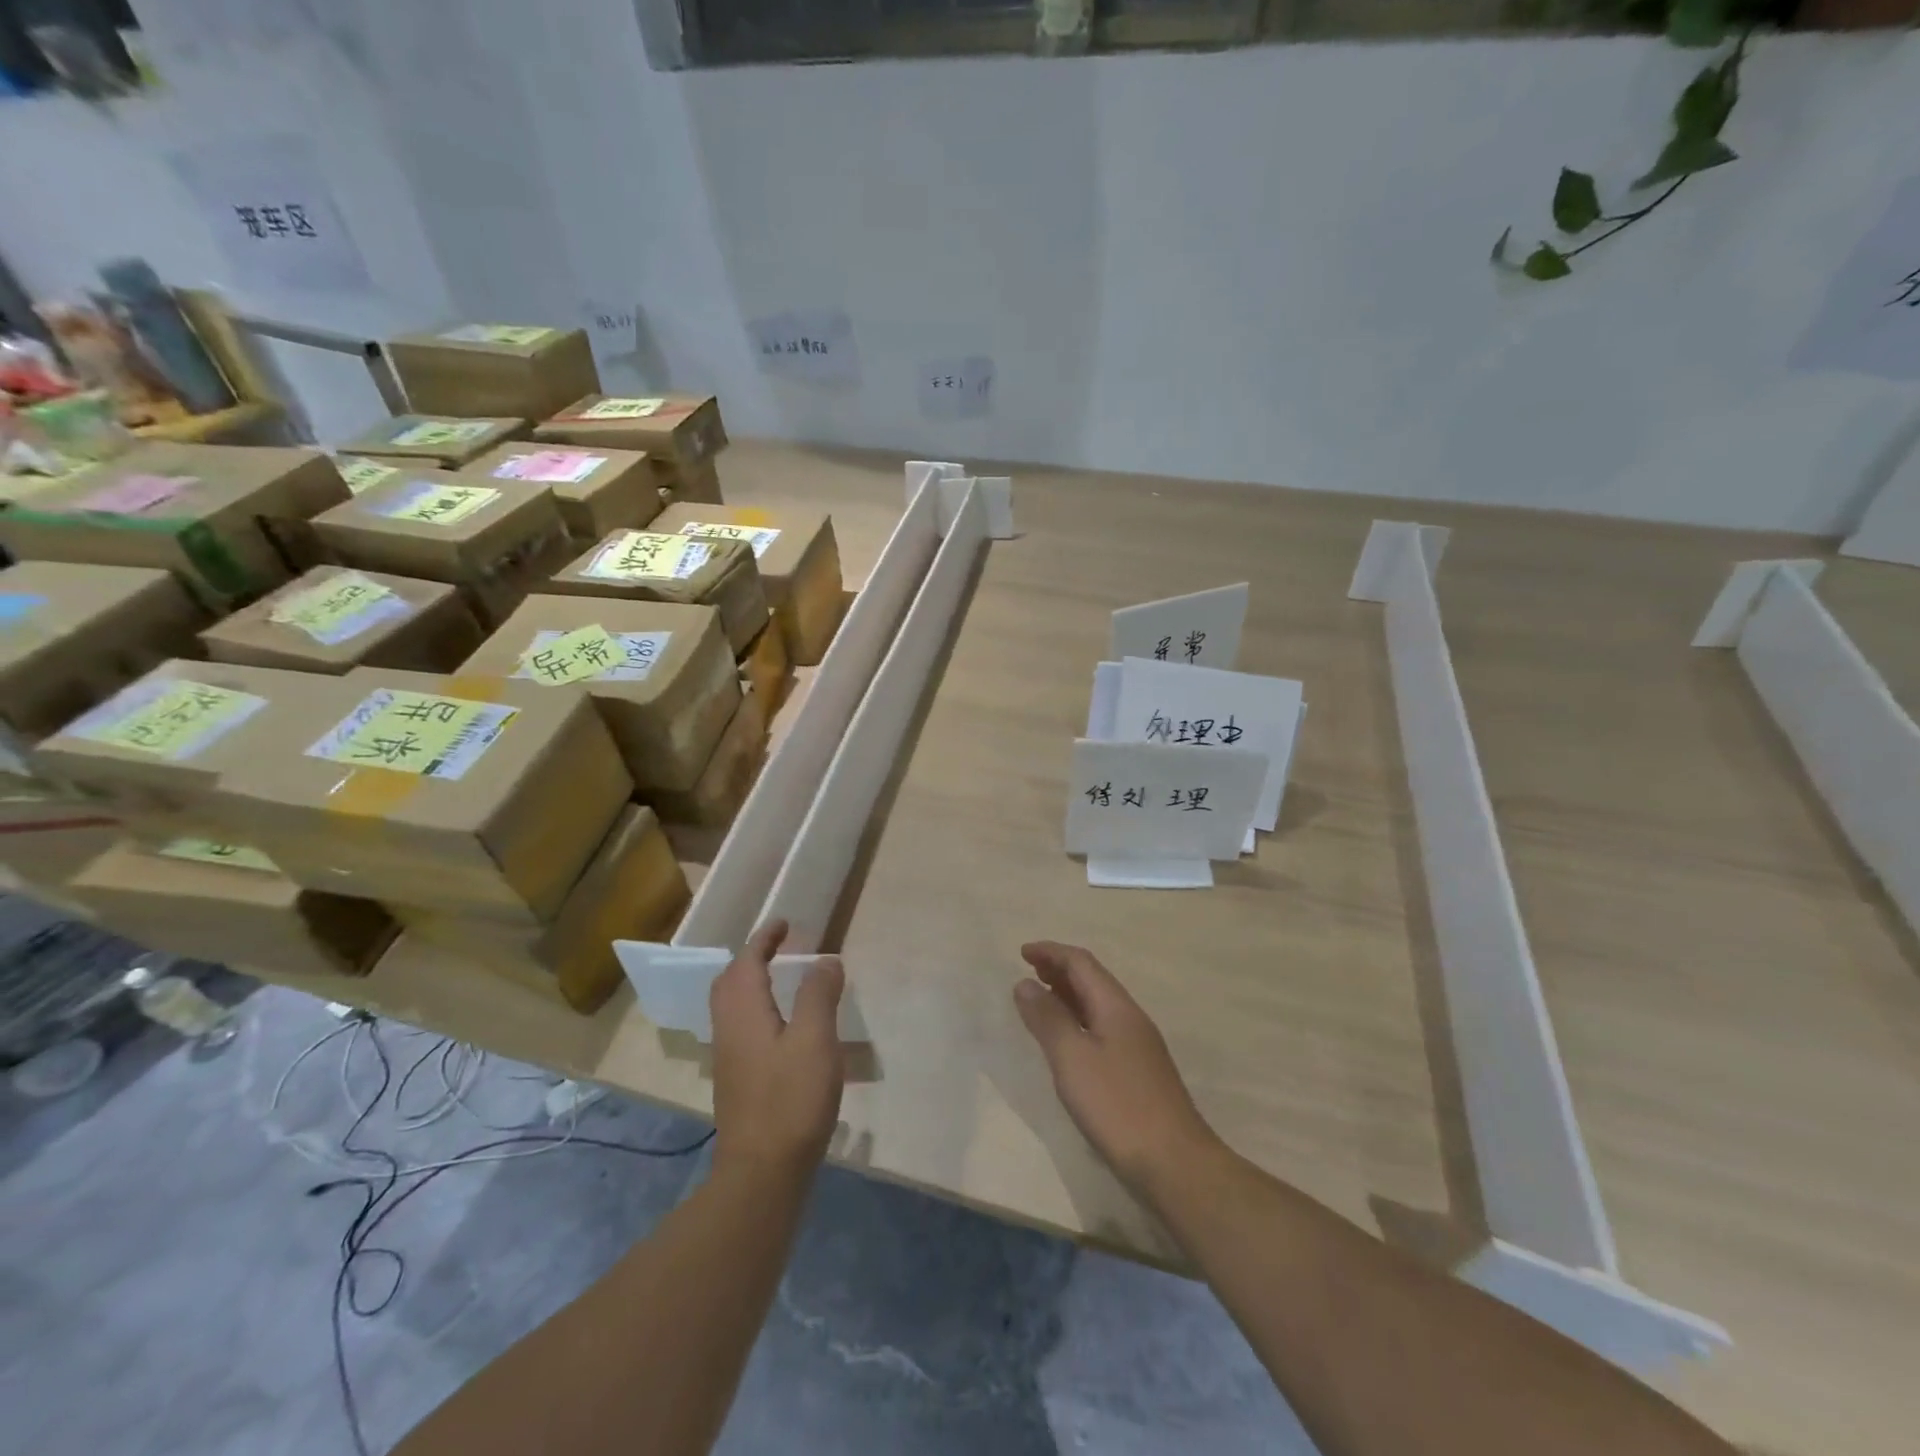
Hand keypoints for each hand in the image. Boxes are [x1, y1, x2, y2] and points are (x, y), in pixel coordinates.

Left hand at [710, 920, 846, 1182]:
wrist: (762, 1172)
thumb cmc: (791, 1100)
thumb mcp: (815, 1040)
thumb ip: (818, 995)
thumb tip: (824, 960)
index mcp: (744, 1012)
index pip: (747, 962)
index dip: (764, 939)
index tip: (784, 924)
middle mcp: (728, 1029)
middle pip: (730, 982)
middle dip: (752, 958)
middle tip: (780, 948)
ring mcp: (729, 1057)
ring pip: (733, 1006)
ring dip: (753, 983)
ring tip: (783, 979)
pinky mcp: (737, 1080)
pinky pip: (742, 1026)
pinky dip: (758, 1008)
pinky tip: (783, 1025)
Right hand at [1013, 941, 1219, 1194]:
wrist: (1175, 1163)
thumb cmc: (1118, 1106)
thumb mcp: (1073, 1059)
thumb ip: (1048, 1019)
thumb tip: (1025, 983)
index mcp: (1116, 1006)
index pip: (1082, 963)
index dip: (1051, 952)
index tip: (1022, 952)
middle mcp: (1130, 1018)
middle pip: (1093, 980)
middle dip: (1060, 969)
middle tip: (1029, 970)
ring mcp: (1138, 1045)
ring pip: (1098, 1005)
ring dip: (1069, 994)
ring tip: (1041, 998)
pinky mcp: (1138, 1072)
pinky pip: (1102, 1027)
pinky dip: (1079, 1019)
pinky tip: (1068, 1040)